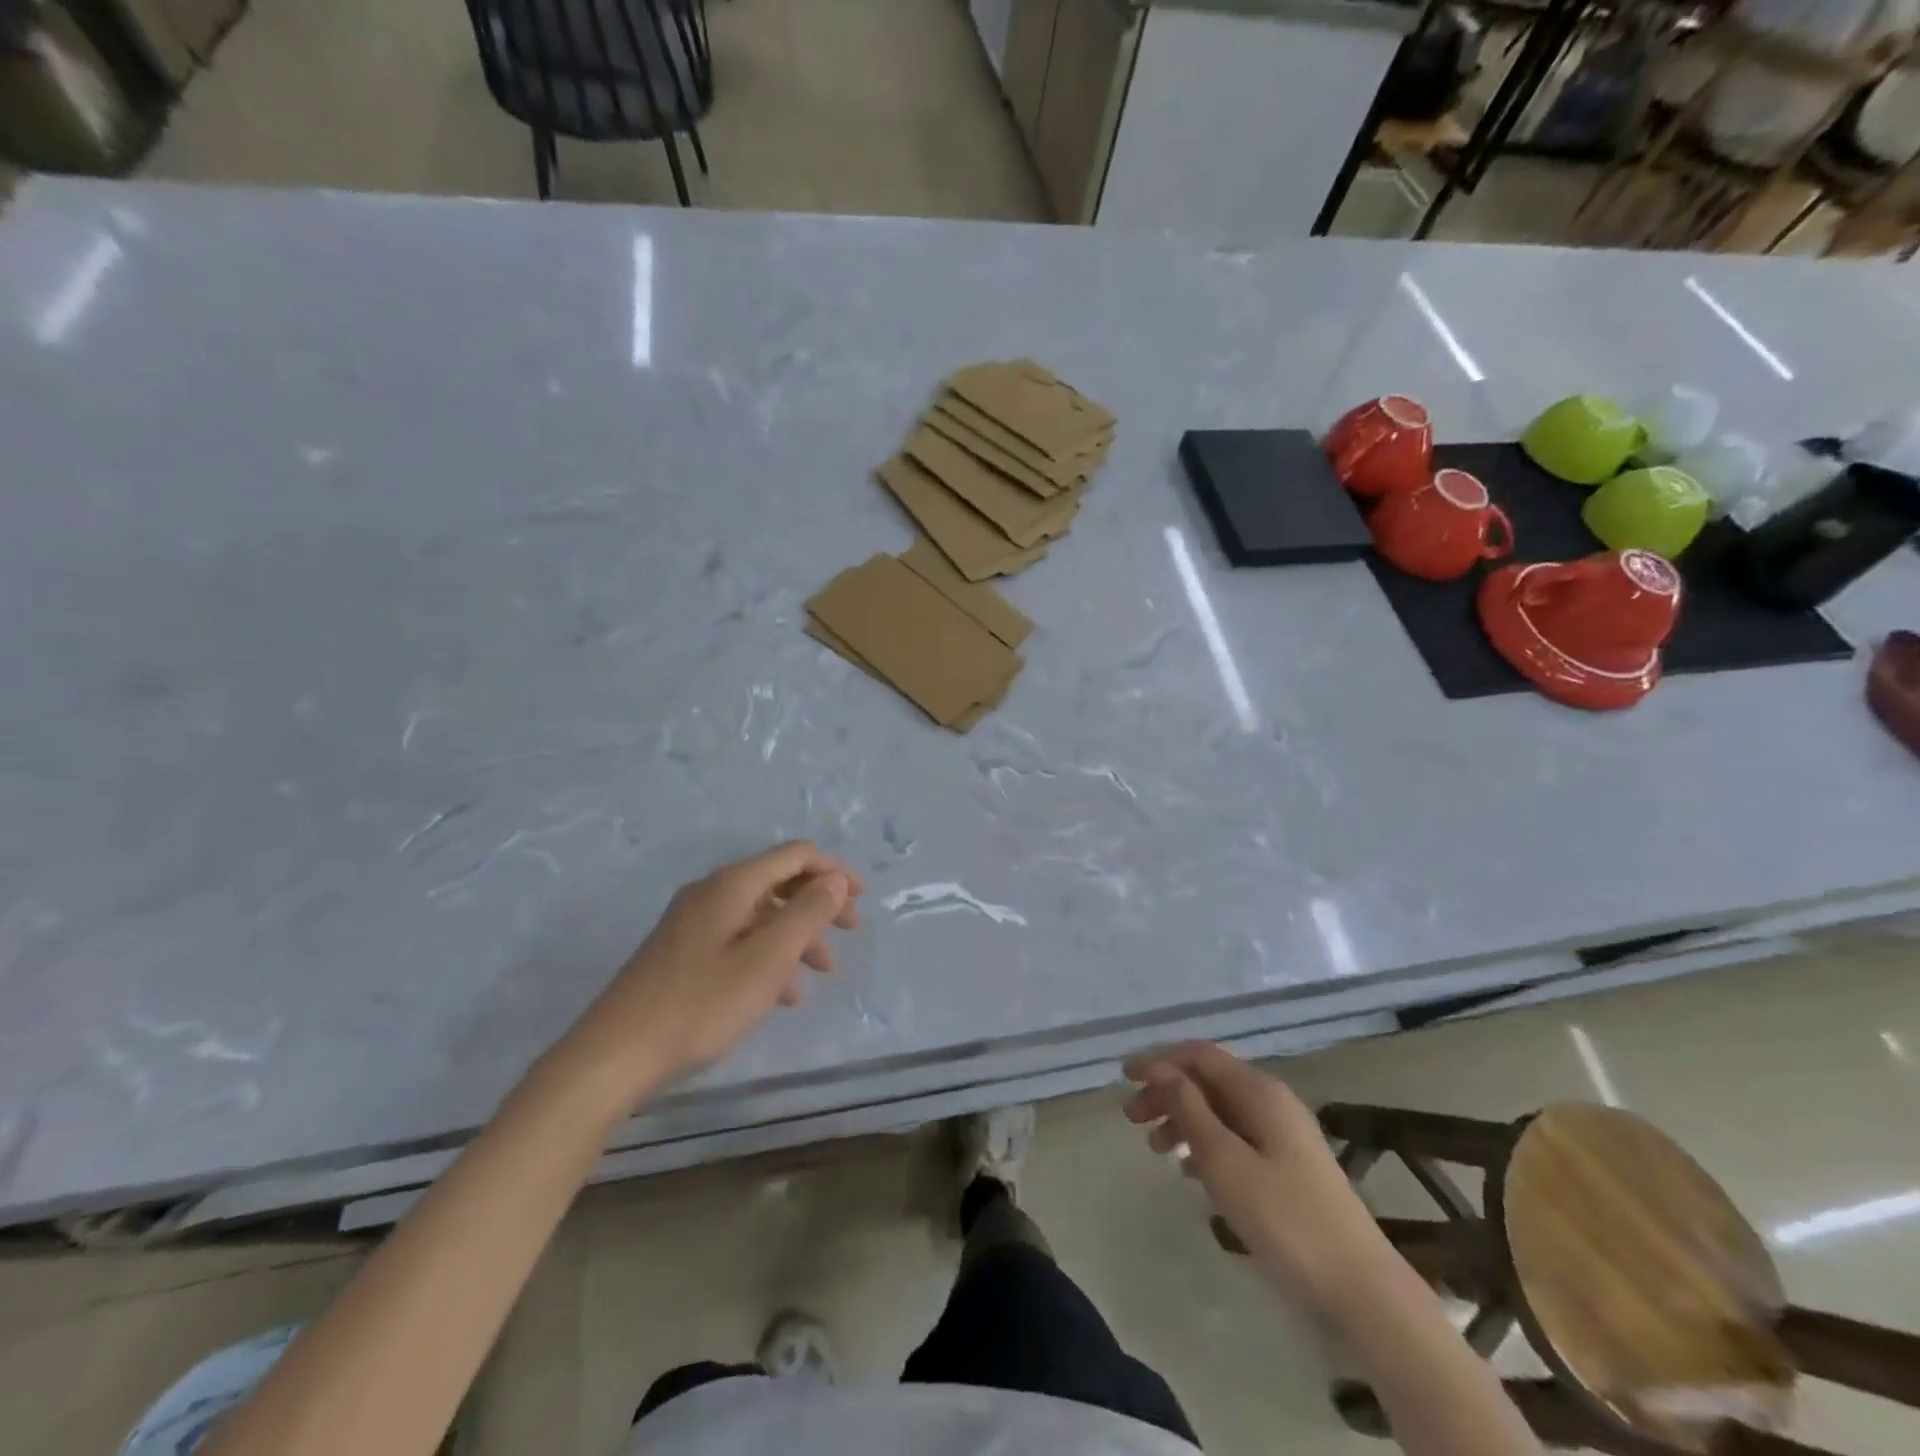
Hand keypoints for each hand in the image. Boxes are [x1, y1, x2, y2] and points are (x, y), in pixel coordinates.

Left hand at [551, 842, 862, 1115]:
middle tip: (850, 931)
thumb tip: (835, 878)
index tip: (861, 898)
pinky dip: (768, 956)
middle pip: (779, 882)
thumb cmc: (701, 1004)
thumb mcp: (768, 959)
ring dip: (797, 934)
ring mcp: (693, 923)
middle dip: (819, 903)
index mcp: (732, 884)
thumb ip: (808, 913)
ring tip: (821, 973)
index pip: (795, 855)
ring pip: (761, 915)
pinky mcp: (682, 953)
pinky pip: (739, 940)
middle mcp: (712, 893)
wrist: (613, 1056)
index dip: (833, 870)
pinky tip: (782, 994)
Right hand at [1124, 1042, 1388, 1315]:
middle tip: (1132, 1119)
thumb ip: (1189, 1108)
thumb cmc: (1285, 1218)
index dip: (1159, 1060)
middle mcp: (1272, 1101)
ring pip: (1220, 1110)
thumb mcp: (1224, 1160)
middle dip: (1167, 1092)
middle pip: (1208, 1080)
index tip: (1124, 1077)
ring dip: (1183, 1119)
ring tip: (1156, 1149)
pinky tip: (1190, 1171)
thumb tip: (1160, 1069)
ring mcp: (1284, 1133)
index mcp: (1259, 1091)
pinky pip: (1236, 1136)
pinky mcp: (1289, 1164)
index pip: (1199, 1055)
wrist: (1361, 1287)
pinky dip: (1206, 1143)